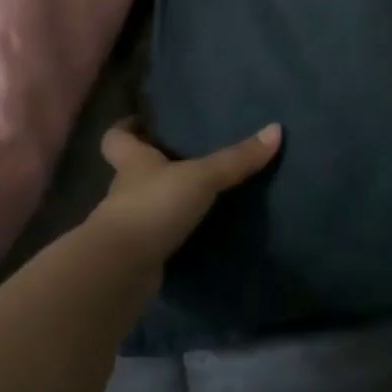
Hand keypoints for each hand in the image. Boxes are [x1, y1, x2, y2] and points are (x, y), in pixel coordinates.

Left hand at [87, 121, 281, 269]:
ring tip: (196, 194)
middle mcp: (124, 190)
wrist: (121, 270)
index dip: (124, 128)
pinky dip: (170, 233)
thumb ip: (236, 158)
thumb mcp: (201, 178)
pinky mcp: (136, 255)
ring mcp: (127, 225)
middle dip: (151, 165)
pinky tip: (194, 232)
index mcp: (133, 162)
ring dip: (163, 200)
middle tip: (181, 155)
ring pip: (144, 204)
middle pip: (130, 171)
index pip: (116, 138)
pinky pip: (155, 236)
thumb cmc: (153, 207)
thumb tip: (276, 129)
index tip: (139, 121)